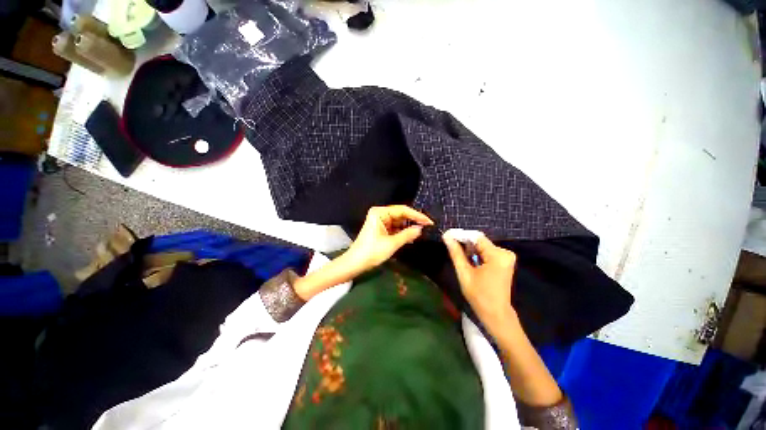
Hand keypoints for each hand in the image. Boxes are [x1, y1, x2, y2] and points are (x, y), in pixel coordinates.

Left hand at [346, 205, 433, 272]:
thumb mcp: (392, 243)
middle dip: (413, 221)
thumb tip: (421, 229)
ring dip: (408, 227)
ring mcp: (380, 221)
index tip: (429, 221)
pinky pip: (394, 227)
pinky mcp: (380, 229)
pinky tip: (412, 236)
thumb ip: (408, 234)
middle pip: (401, 214)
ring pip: (398, 221)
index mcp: (380, 212)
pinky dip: (402, 232)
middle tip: (428, 226)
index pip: (402, 210)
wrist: (355, 263)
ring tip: (422, 231)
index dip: (417, 215)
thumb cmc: (372, 252)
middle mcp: (380, 213)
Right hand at [443, 231, 517, 334]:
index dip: (461, 236)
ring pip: (483, 246)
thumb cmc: (479, 295)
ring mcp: (507, 257)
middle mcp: (505, 253)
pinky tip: (470, 261)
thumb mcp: (464, 273)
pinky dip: (477, 254)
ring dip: (470, 249)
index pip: (477, 237)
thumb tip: (446, 236)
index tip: (447, 237)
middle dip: (465, 244)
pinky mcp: (505, 261)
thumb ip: (456, 253)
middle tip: (452, 248)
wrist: (496, 313)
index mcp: (497, 256)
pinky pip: (487, 251)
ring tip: (460, 257)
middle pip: (480, 241)